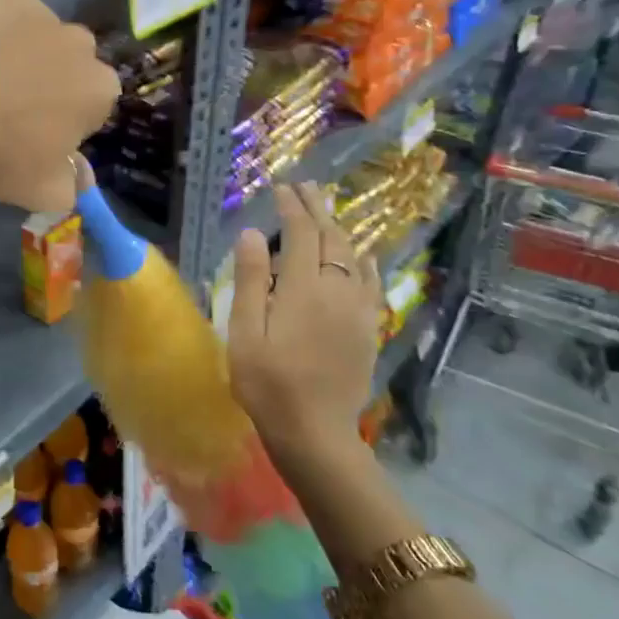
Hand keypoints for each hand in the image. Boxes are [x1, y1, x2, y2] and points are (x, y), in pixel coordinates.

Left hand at [0, 0, 120, 213]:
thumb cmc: (2, 162)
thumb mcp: (47, 192)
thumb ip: (74, 183)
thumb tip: (82, 176)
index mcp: (100, 90)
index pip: (95, 98)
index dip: (70, 113)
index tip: (44, 128)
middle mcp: (81, 45)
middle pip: (72, 59)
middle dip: (54, 75)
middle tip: (15, 100)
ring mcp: (44, 14)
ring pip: (41, 31)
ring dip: (27, 47)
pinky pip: (9, 8)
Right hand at [227, 182, 383, 463]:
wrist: (315, 431)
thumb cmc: (268, 383)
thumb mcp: (245, 332)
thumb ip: (250, 280)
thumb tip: (251, 234)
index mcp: (303, 288)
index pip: (300, 234)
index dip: (291, 207)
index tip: (281, 188)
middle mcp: (337, 290)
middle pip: (331, 238)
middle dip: (318, 209)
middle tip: (307, 187)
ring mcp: (358, 310)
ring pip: (354, 257)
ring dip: (339, 229)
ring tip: (327, 212)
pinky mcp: (368, 329)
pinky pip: (372, 284)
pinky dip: (365, 262)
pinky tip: (363, 256)